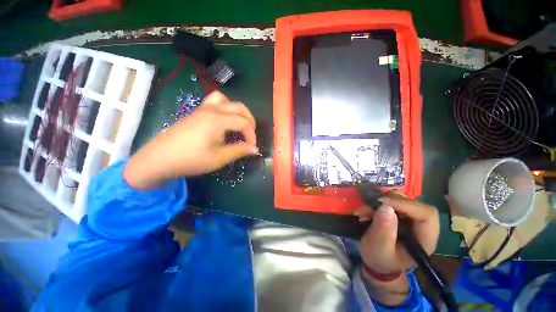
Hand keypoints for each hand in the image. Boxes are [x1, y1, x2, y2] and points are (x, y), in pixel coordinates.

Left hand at [124, 91, 257, 189]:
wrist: (159, 159)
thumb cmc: (190, 159)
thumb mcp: (218, 158)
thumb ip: (239, 150)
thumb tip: (254, 149)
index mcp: (218, 120)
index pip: (244, 122)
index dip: (252, 135)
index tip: (252, 147)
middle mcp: (212, 110)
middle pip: (238, 107)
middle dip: (249, 120)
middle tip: (250, 134)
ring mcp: (202, 109)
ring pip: (225, 100)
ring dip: (236, 110)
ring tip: (238, 123)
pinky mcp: (196, 113)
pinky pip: (214, 102)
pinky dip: (225, 109)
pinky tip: (223, 123)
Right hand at [356, 193, 439, 273]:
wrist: (376, 260)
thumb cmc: (379, 258)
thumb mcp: (379, 248)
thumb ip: (383, 231)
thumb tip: (386, 207)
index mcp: (425, 239)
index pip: (426, 214)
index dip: (406, 205)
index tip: (382, 203)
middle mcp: (421, 225)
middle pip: (413, 203)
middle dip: (390, 201)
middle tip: (369, 204)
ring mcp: (411, 218)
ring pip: (401, 199)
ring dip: (381, 200)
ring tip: (366, 208)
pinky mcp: (400, 213)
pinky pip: (391, 200)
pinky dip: (378, 201)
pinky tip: (368, 207)